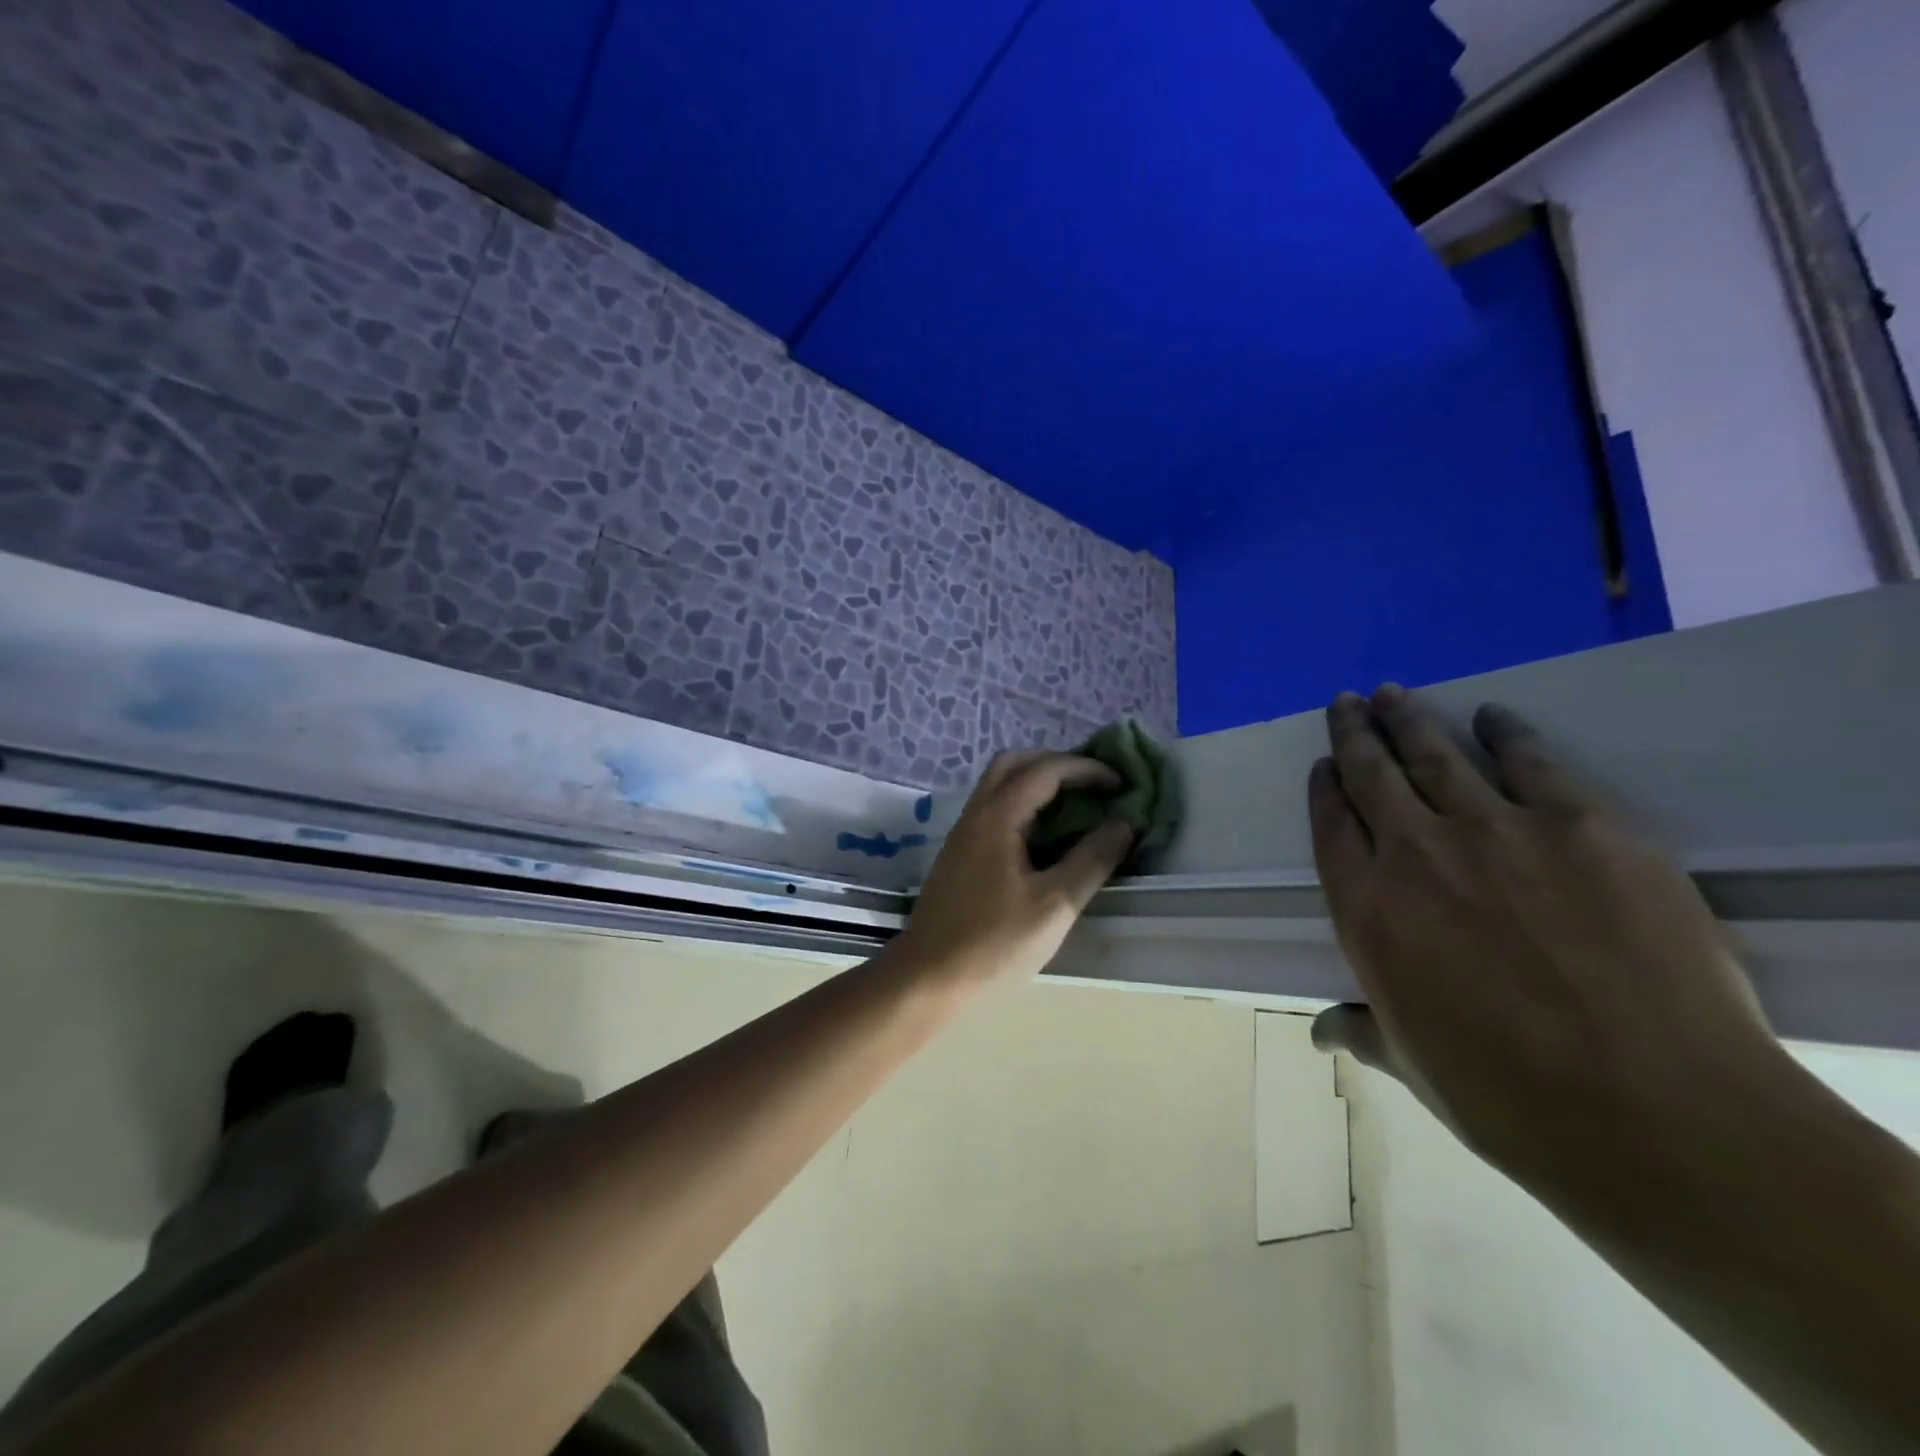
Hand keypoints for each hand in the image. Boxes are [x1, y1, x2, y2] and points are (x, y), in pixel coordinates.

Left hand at [893, 751, 1135, 988]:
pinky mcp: (960, 856)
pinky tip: (1044, 838)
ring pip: (999, 786)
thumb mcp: (1054, 905)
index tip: (1119, 784)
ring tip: (1075, 807)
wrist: (927, 978)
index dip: (1085, 769)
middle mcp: (975, 814)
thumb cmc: (994, 943)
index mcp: (997, 817)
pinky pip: (993, 810)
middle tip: (1092, 785)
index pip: (1044, 770)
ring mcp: (963, 834)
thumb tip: (1122, 824)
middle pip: (1014, 764)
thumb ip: (1091, 860)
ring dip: (1037, 784)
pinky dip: (1023, 806)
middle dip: (1056, 764)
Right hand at [1308, 684, 1787, 1190]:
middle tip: (1346, 702)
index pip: (1331, 827)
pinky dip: (1506, 733)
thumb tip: (1321, 1030)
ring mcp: (1496, 831)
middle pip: (1371, 775)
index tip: (1322, 765)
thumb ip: (1361, 1029)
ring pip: (1435, 755)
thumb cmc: (1505, 1095)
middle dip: (1353, 733)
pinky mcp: (1581, 826)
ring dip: (1408, 720)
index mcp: (1366, 908)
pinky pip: (1531, 763)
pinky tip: (1493, 716)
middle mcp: (1416, 854)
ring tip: (1392, 694)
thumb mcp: (1412, 1065)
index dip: (1324, 789)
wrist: (1652, 1112)